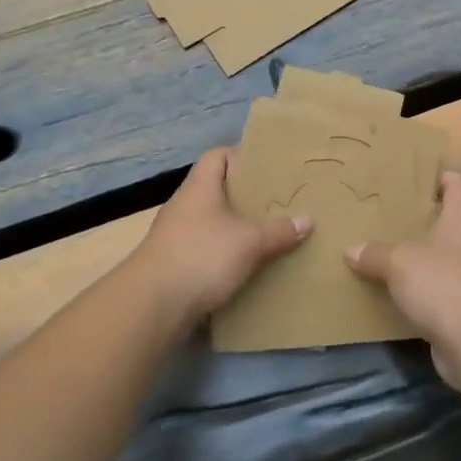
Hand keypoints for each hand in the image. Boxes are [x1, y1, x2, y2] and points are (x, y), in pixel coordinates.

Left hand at [130, 148, 310, 327]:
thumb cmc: (202, 256)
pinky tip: (247, 265)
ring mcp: (176, 235)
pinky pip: (206, 249)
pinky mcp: (175, 264)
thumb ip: (279, 231)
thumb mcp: (249, 242)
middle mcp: (185, 206)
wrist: (153, 305)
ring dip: (236, 227)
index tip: (268, 166)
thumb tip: (308, 220)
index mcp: (200, 187)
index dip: (241, 155)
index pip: (217, 156)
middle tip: (276, 201)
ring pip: (212, 222)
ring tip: (267, 233)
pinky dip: (225, 254)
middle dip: (245, 196)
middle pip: (217, 189)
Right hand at [346, 171, 460, 389]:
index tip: (416, 177)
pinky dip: (433, 288)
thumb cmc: (441, 283)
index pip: (459, 185)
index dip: (442, 177)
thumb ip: (374, 253)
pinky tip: (406, 291)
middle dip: (441, 217)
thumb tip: (351, 249)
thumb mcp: (397, 262)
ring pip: (459, 255)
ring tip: (402, 252)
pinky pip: (450, 288)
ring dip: (437, 255)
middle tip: (408, 217)